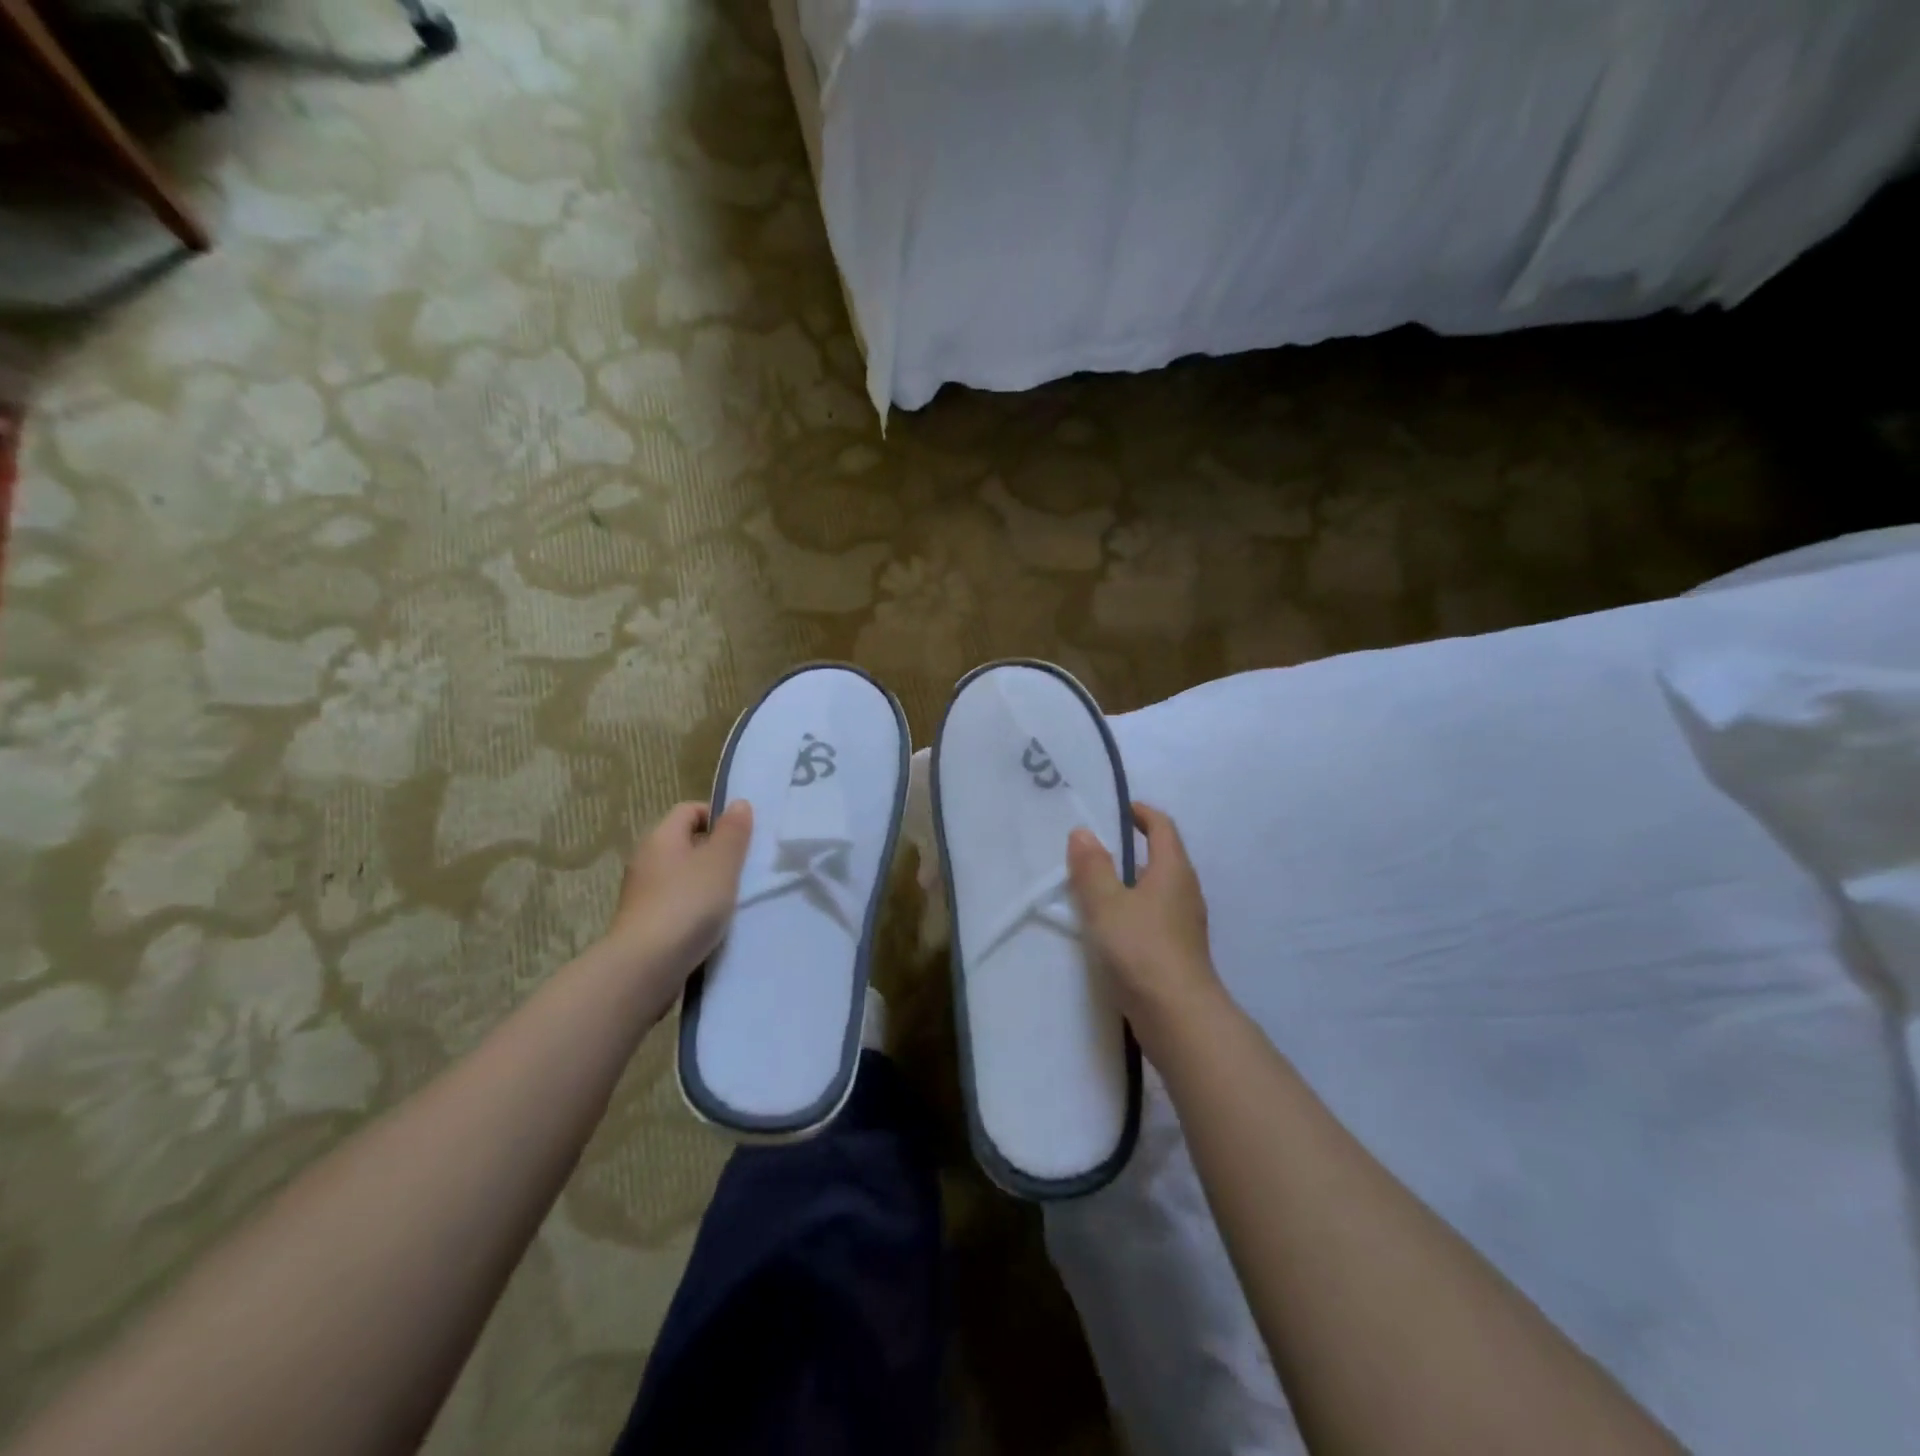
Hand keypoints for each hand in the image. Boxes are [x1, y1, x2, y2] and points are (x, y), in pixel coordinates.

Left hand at [603, 801, 753, 982]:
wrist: (645, 967)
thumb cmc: (687, 904)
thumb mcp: (721, 863)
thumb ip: (733, 832)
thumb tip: (738, 803)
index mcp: (661, 838)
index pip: (688, 810)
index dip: (717, 816)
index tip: (742, 836)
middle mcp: (646, 860)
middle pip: (685, 844)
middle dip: (716, 852)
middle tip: (744, 868)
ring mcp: (642, 895)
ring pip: (682, 877)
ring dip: (707, 883)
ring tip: (733, 899)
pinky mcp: (644, 925)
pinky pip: (676, 905)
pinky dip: (695, 910)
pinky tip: (713, 925)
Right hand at [1068, 802, 1224, 1054]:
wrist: (1178, 1017)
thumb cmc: (1141, 949)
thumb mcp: (1106, 904)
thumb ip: (1092, 867)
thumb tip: (1083, 832)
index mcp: (1173, 870)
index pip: (1162, 827)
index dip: (1141, 813)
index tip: (1117, 809)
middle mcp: (1185, 890)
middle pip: (1161, 857)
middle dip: (1131, 848)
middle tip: (1094, 849)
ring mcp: (1185, 923)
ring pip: (1157, 889)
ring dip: (1129, 882)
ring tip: (1095, 887)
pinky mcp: (1179, 950)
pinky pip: (1154, 915)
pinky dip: (1133, 909)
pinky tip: (1110, 926)